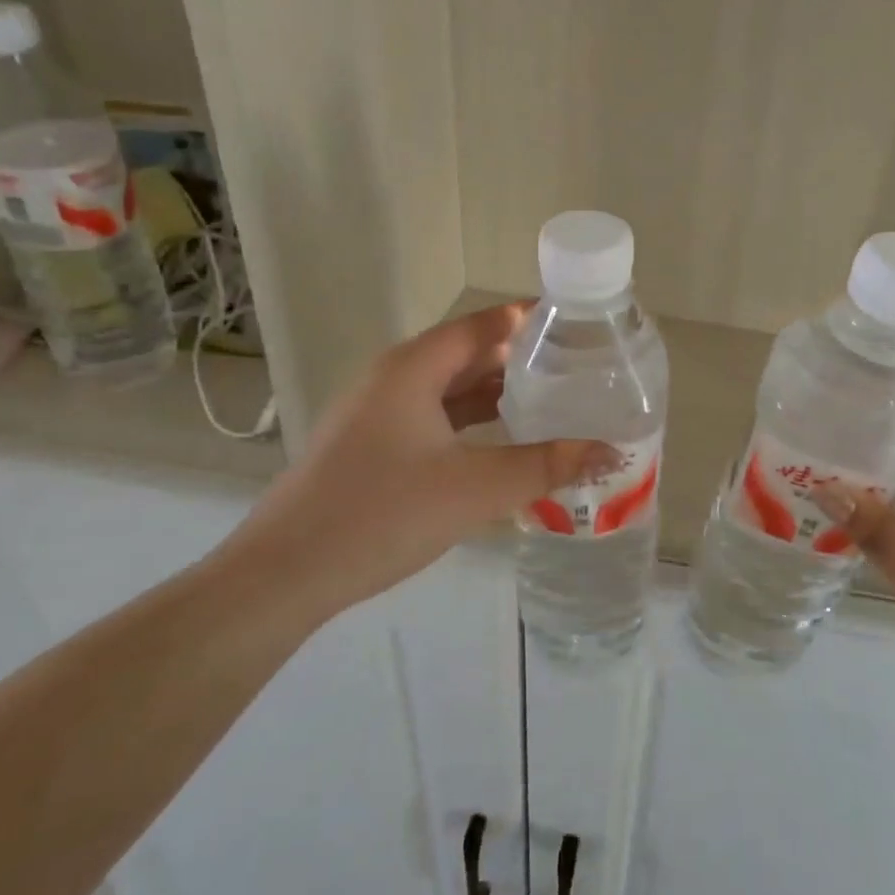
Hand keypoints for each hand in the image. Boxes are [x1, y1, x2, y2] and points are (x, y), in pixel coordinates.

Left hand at [231, 303, 615, 621]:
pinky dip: (471, 421)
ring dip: (497, 392)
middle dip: (522, 357)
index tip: (580, 324)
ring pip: (450, 388)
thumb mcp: (476, 489)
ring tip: (552, 399)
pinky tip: (502, 441)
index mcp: (414, 368)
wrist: (283, 576)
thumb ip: (547, 466)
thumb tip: (612, 452)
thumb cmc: (381, 514)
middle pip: (469, 352)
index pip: (485, 324)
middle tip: (578, 366)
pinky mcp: (372, 445)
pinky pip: (433, 417)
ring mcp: (378, 412)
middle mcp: (394, 377)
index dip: (531, 318)